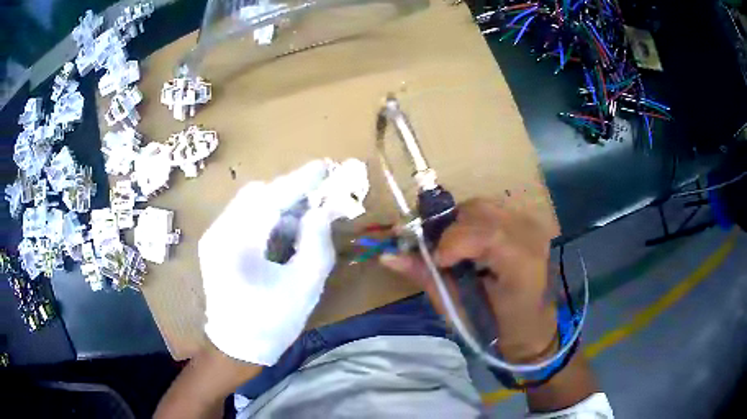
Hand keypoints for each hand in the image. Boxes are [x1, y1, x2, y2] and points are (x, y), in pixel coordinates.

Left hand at [199, 161, 336, 365]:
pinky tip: (284, 232)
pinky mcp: (216, 242)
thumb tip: (323, 210)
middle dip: (289, 191)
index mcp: (237, 245)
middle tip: (318, 198)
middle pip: (256, 194)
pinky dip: (267, 217)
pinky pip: (244, 216)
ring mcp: (214, 236)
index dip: (299, 181)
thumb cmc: (272, 322)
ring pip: (249, 203)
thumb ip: (316, 243)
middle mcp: (219, 233)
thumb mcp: (304, 286)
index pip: (270, 198)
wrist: (235, 346)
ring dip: (279, 204)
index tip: (324, 167)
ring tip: (305, 219)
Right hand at [381, 198, 556, 361]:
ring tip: (453, 250)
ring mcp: (532, 226)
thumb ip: (427, 277)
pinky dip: (472, 223)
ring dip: (460, 224)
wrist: (532, 328)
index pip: (486, 234)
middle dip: (449, 228)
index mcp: (522, 265)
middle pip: (480, 211)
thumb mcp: (459, 309)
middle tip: (437, 253)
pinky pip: (492, 210)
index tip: (436, 260)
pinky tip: (471, 246)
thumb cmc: (496, 329)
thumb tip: (388, 256)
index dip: (452, 241)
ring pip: (483, 206)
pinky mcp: (528, 224)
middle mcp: (532, 237)